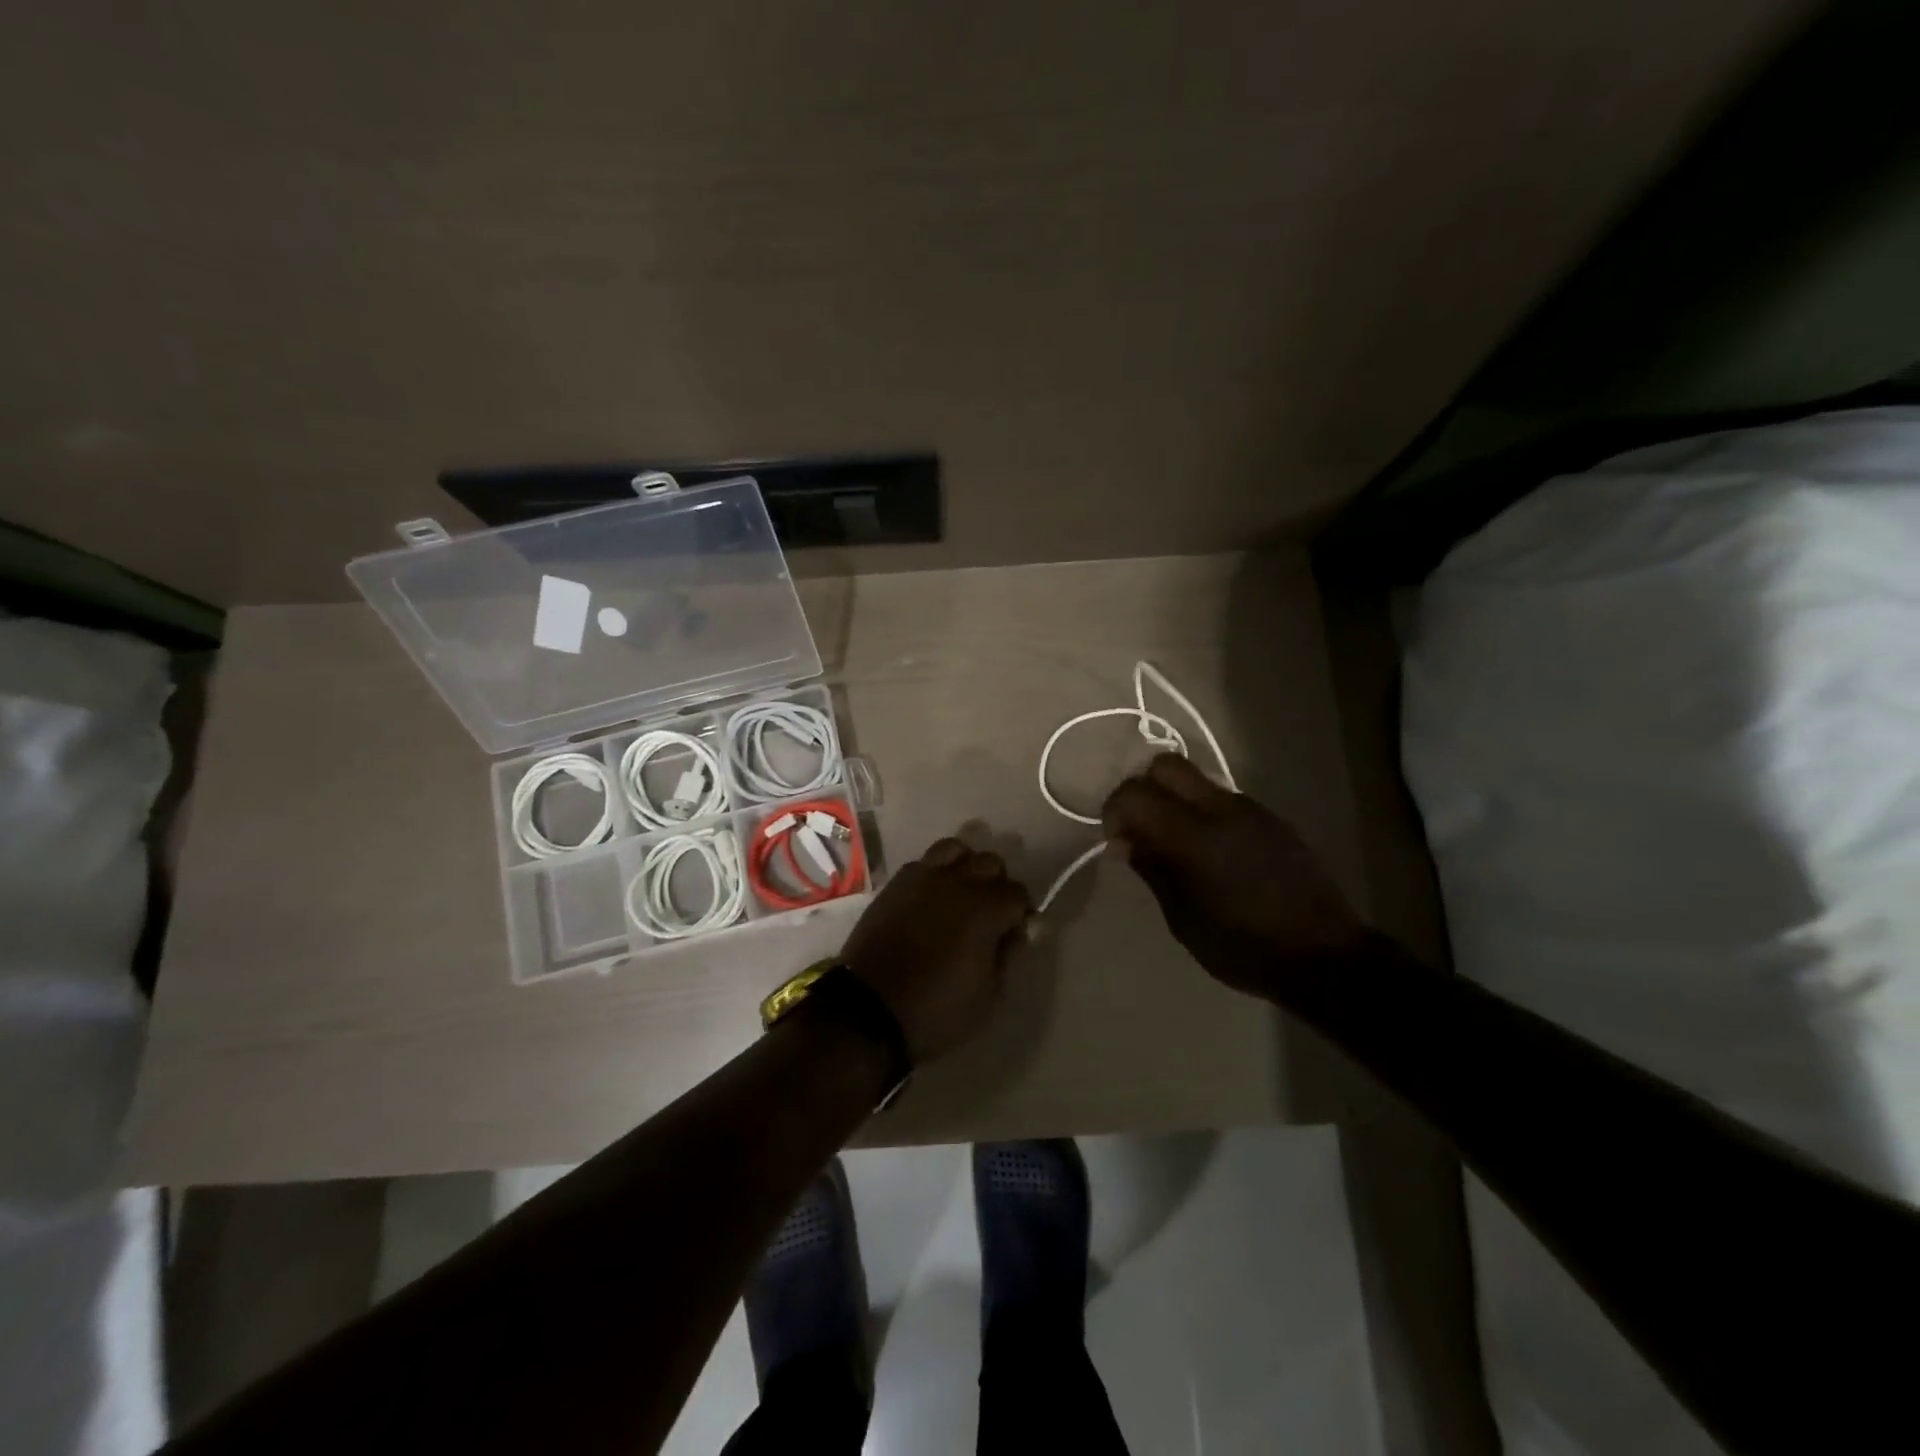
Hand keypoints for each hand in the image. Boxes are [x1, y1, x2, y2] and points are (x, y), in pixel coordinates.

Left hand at [840, 838, 1031, 1061]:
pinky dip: (934, 873)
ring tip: (960, 894)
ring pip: (954, 849)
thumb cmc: (937, 1010)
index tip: (1014, 933)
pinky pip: (923, 863)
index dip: (1021, 913)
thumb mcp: (989, 996)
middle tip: (990, 914)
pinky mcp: (895, 885)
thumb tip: (1017, 932)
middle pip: (990, 862)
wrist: (869, 1011)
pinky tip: (930, 899)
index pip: (1018, 893)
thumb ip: (1008, 956)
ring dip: (965, 867)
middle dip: (997, 885)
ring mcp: (922, 878)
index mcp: (985, 909)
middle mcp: (956, 882)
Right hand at [1101, 754, 1369, 997]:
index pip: (1136, 793)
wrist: (1324, 955)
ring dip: (1175, 800)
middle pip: (1167, 766)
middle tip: (1141, 828)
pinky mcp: (1271, 819)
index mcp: (1193, 835)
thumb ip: (1152, 869)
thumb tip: (1125, 841)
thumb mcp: (1183, 918)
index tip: (1117, 840)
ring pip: (1197, 779)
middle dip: (1144, 789)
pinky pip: (1224, 799)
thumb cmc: (1242, 946)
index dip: (1115, 810)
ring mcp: (1250, 810)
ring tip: (1175, 844)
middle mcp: (1221, 809)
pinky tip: (1212, 852)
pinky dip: (1203, 812)